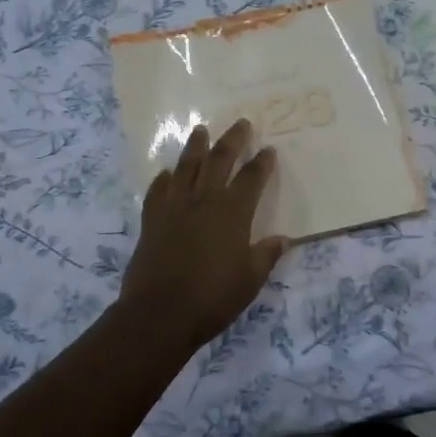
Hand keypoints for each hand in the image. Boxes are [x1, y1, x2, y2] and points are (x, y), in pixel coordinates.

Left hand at [119, 119, 288, 351]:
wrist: (160, 313)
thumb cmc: (213, 298)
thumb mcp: (250, 280)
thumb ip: (266, 255)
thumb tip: (283, 239)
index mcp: (232, 212)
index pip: (251, 179)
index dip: (262, 163)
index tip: (268, 149)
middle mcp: (204, 200)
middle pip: (219, 160)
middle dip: (232, 140)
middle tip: (240, 123)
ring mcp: (174, 207)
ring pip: (186, 167)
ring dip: (195, 147)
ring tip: (200, 130)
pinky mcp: (152, 220)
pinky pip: (157, 191)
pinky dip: (163, 179)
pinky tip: (166, 173)